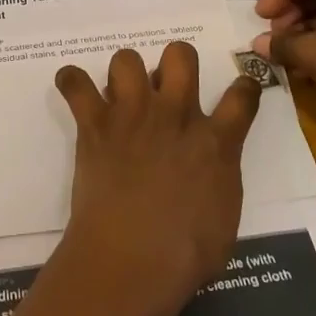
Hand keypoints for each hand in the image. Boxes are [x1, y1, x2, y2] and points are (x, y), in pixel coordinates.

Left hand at [53, 43, 260, 315]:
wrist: (132, 260)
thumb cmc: (185, 255)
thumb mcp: (224, 218)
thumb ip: (219, 178)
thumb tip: (210, 164)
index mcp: (214, 142)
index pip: (241, 96)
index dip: (244, 87)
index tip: (239, 89)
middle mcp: (174, 115)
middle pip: (180, 55)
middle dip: (176, 62)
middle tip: (168, 87)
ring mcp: (132, 115)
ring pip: (127, 59)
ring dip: (125, 73)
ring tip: (122, 96)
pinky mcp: (95, 124)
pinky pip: (76, 84)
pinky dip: (72, 82)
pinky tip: (74, 89)